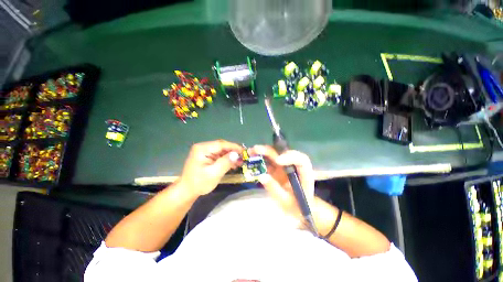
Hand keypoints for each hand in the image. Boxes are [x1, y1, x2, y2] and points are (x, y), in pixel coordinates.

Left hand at [179, 140, 242, 196]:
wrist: (187, 191)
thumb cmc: (199, 183)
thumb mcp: (214, 173)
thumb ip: (225, 162)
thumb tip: (236, 154)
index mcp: (202, 149)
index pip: (221, 144)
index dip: (234, 147)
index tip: (244, 152)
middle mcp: (203, 147)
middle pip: (222, 146)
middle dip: (233, 152)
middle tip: (242, 158)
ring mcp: (204, 151)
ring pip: (221, 150)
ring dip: (230, 156)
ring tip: (239, 162)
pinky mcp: (206, 156)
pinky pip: (219, 155)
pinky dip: (226, 159)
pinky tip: (232, 164)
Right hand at [249, 145, 314, 220]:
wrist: (296, 209)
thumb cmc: (295, 206)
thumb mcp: (285, 201)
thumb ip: (274, 188)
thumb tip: (261, 176)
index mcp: (304, 174)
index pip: (301, 160)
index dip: (290, 157)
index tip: (277, 161)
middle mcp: (295, 166)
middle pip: (285, 154)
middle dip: (271, 151)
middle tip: (257, 149)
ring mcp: (286, 166)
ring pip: (276, 154)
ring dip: (264, 151)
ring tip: (252, 151)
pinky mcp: (278, 168)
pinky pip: (270, 160)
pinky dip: (261, 157)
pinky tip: (252, 156)